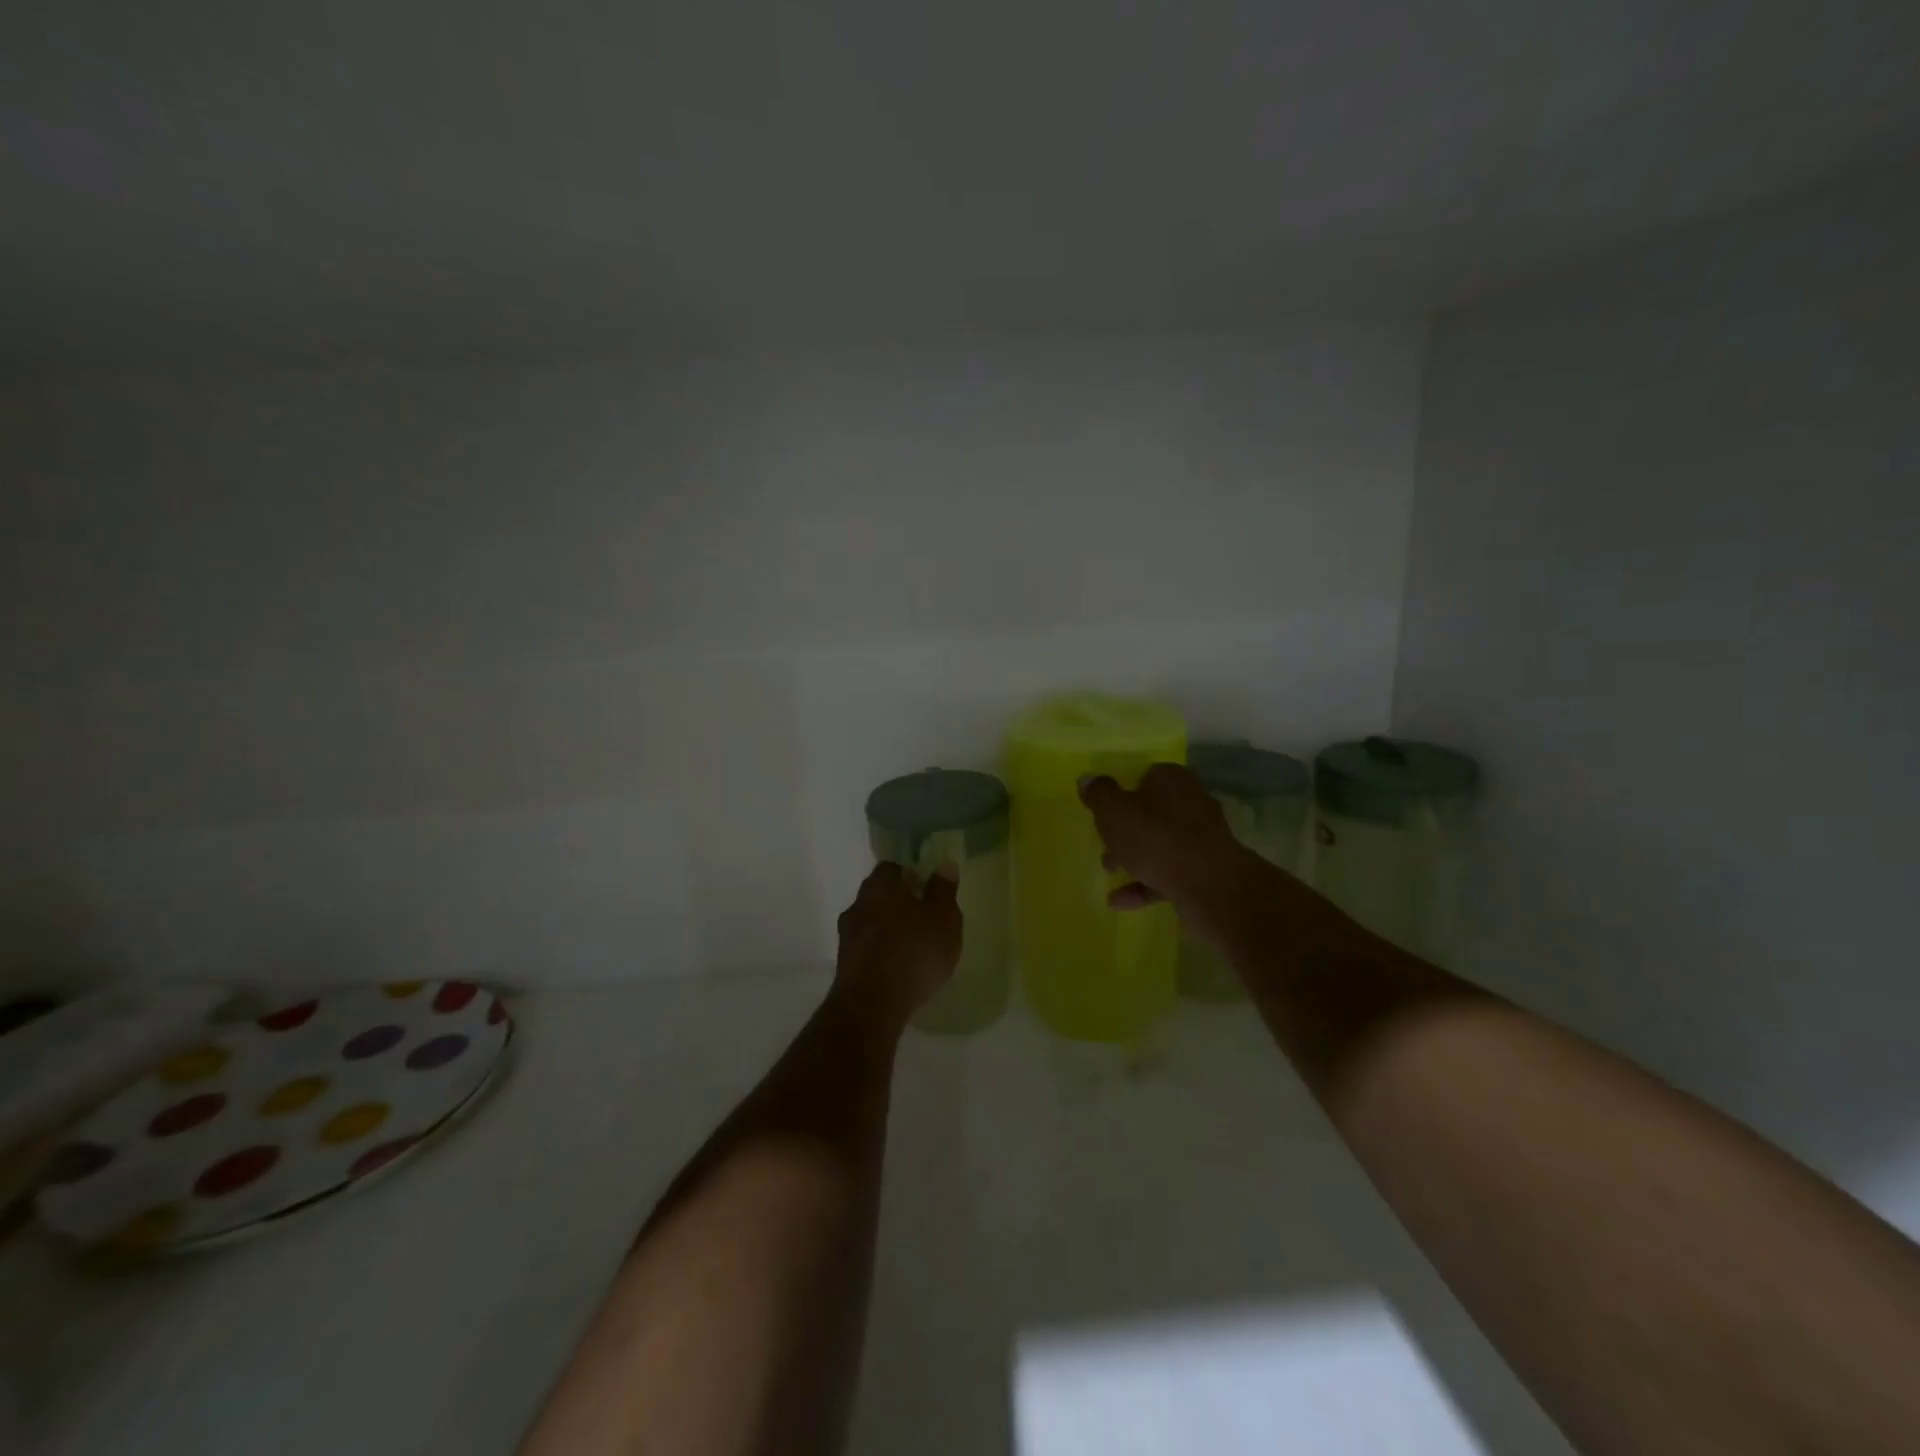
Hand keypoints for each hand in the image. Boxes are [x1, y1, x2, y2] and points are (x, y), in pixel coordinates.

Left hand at [831, 861, 961, 1030]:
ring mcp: (847, 936)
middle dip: (897, 902)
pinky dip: (880, 952)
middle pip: (878, 895)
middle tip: (922, 916)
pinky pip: (866, 949)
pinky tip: (897, 967)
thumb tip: (945, 864)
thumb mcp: (943, 919)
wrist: (872, 1005)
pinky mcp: (844, 965)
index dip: (909, 874)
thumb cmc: (914, 952)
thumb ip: (943, 891)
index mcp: (880, 886)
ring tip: (912, 946)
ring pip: (870, 923)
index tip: (925, 887)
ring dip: (887, 929)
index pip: (891, 868)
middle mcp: (858, 905)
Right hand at [1079, 763, 1259, 921]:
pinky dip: (1145, 884)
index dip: (1122, 793)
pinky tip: (1121, 901)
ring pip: (1160, 844)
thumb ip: (1099, 794)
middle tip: (1105, 843)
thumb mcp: (1115, 812)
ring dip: (1134, 858)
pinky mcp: (1206, 870)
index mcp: (1172, 780)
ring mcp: (1202, 838)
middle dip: (1126, 830)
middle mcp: (1191, 802)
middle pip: (1151, 812)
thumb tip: (1087, 779)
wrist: (1210, 887)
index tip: (1104, 812)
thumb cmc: (1157, 839)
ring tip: (1110, 872)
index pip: (1144, 776)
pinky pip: (1168, 873)